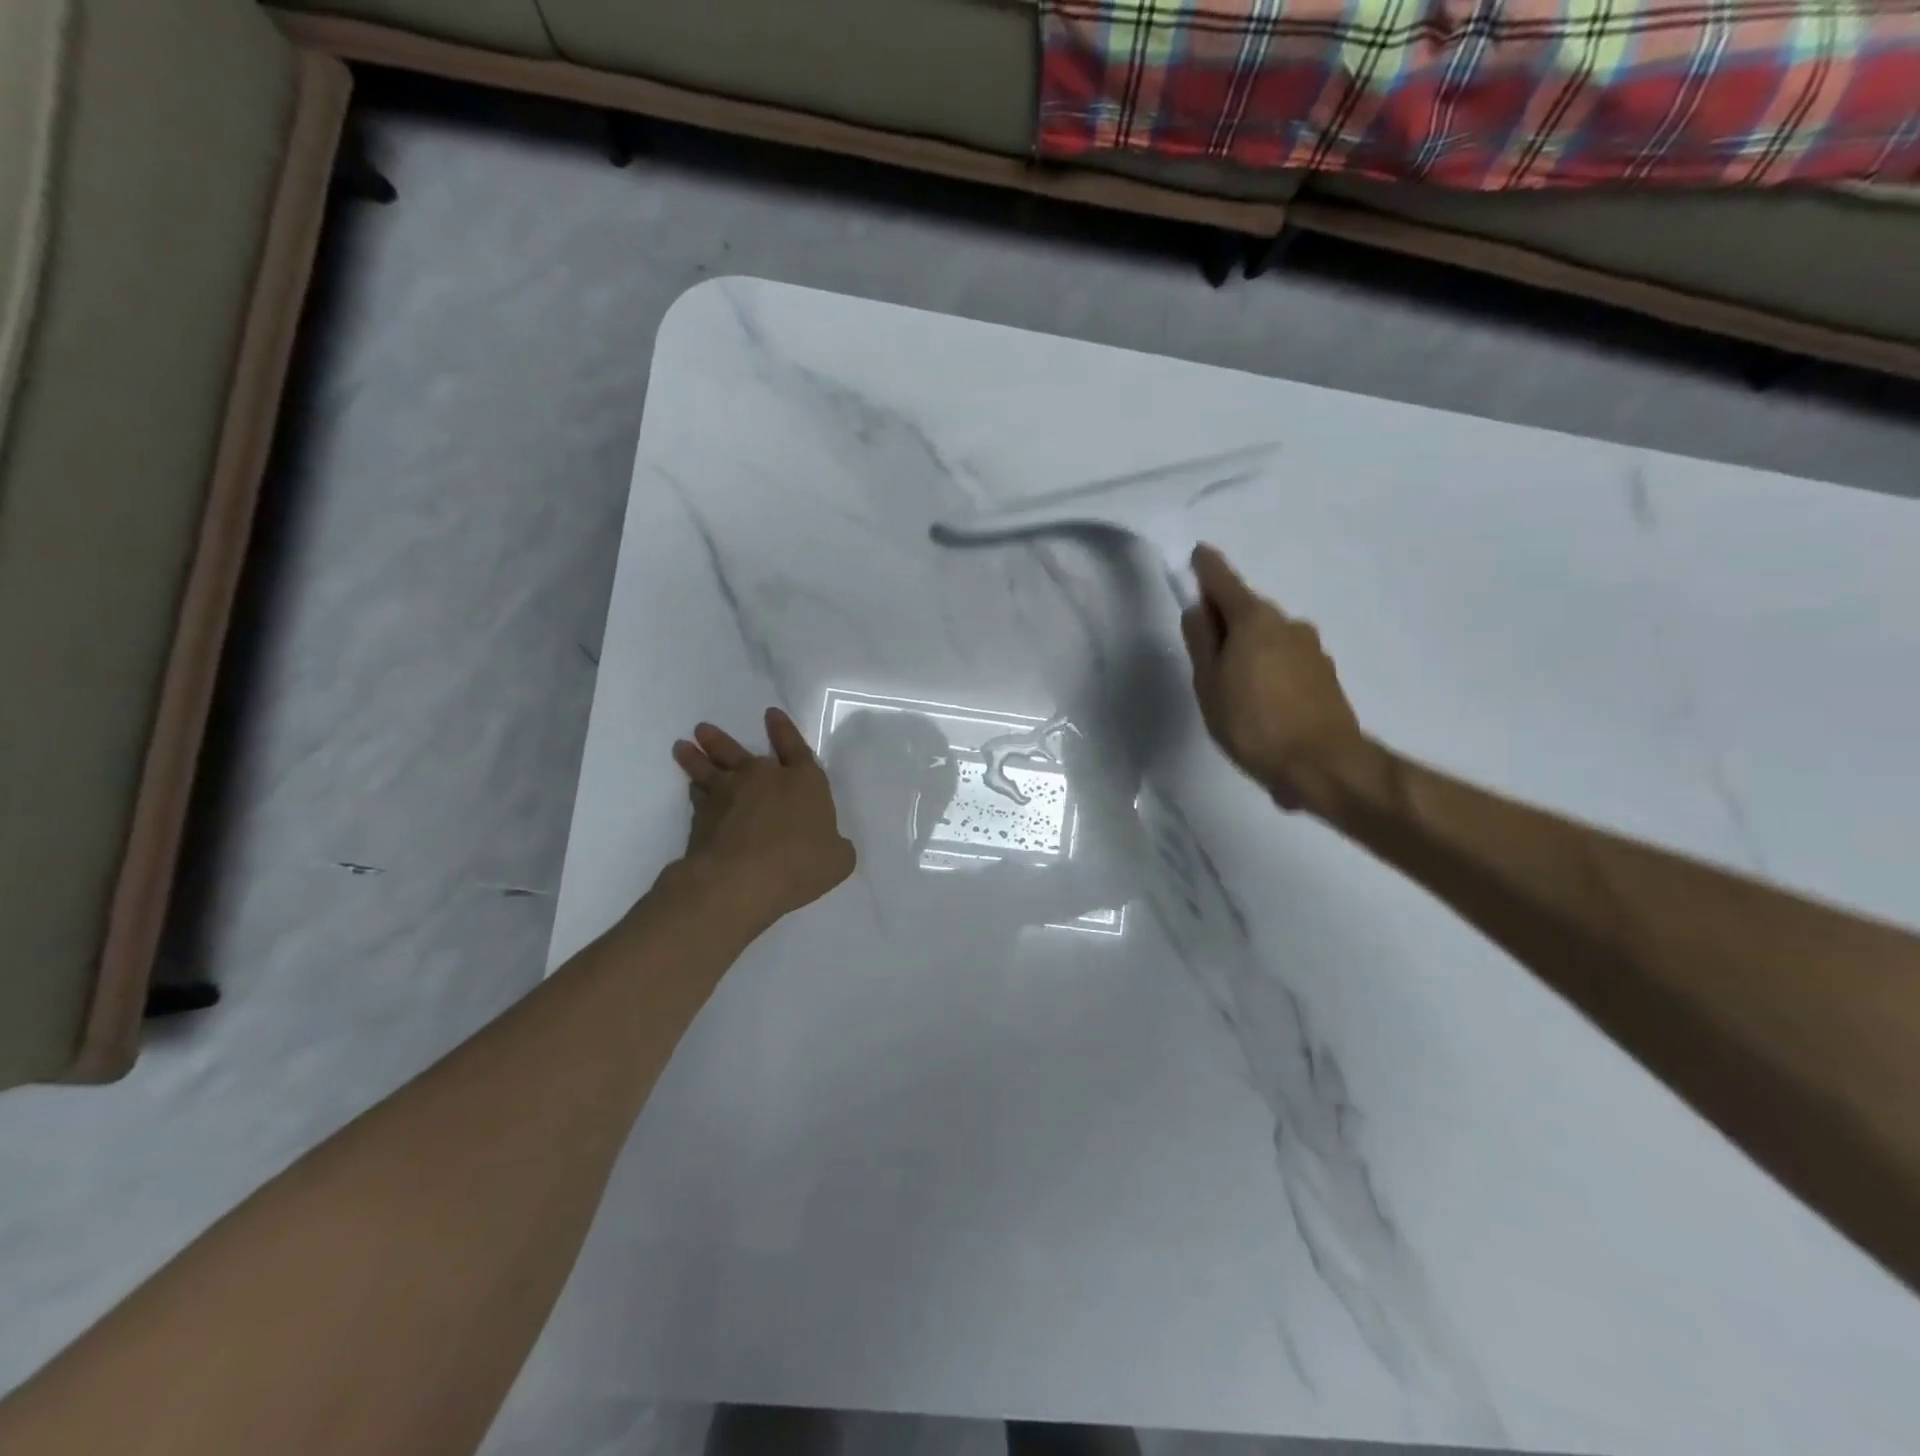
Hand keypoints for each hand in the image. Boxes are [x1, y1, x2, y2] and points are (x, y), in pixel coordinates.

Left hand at [671, 708, 856, 930]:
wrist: (742, 879)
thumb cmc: (800, 864)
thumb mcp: (838, 859)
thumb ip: (835, 846)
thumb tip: (831, 845)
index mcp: (803, 781)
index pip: (795, 748)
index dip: (784, 731)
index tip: (771, 714)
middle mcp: (764, 779)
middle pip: (739, 752)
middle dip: (722, 740)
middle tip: (703, 729)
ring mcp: (728, 795)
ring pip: (709, 769)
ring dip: (696, 757)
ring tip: (683, 746)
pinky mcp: (702, 817)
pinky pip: (697, 796)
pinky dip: (694, 791)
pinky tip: (690, 788)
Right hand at [1179, 544, 1364, 807]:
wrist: (1322, 765)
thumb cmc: (1252, 724)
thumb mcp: (1209, 685)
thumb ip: (1202, 643)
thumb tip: (1198, 611)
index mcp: (1254, 621)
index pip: (1224, 582)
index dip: (1207, 568)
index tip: (1197, 554)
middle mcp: (1287, 624)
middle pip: (1248, 611)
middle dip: (1226, 619)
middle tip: (1205, 648)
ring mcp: (1311, 648)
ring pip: (1269, 637)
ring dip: (1249, 648)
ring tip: (1233, 687)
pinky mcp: (1325, 674)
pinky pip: (1286, 660)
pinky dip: (1269, 669)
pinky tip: (1260, 702)